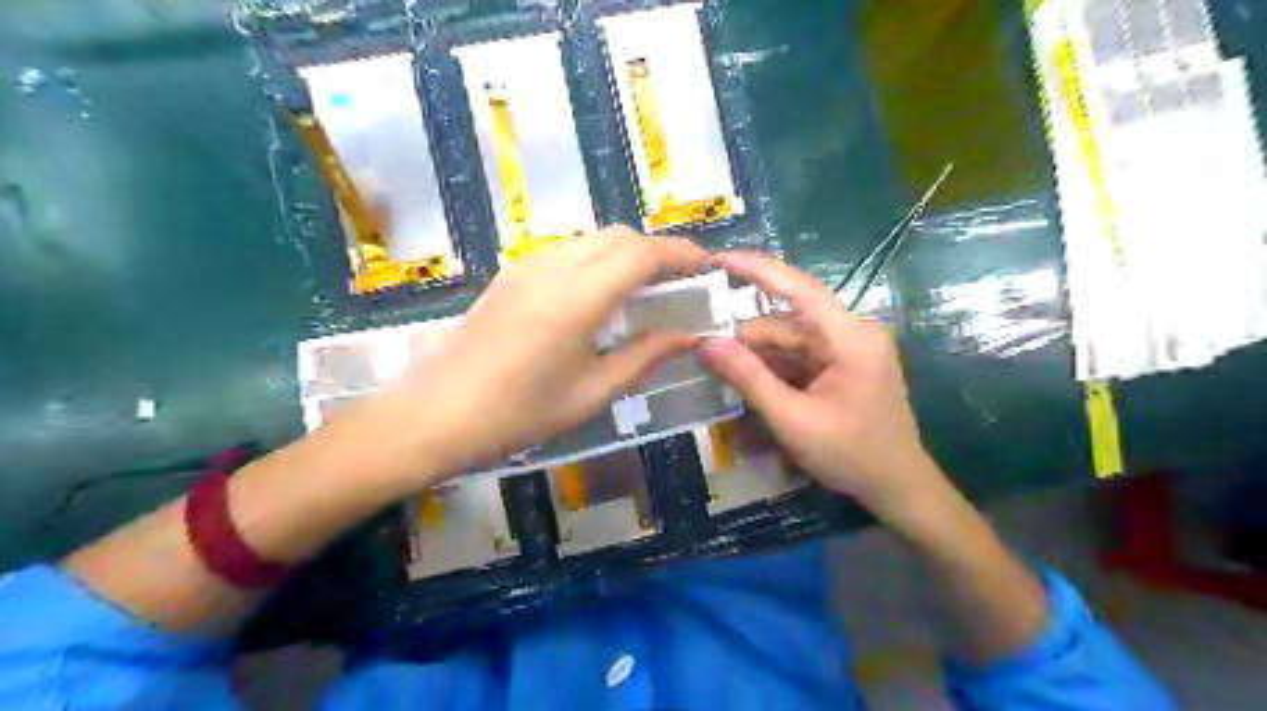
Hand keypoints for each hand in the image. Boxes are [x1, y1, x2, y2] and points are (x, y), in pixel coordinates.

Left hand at [385, 229, 708, 477]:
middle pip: (618, 235)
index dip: (681, 254)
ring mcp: (527, 267)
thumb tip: (689, 336)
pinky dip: (597, 261)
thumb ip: (644, 356)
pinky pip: (566, 253)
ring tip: (645, 289)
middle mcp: (555, 267)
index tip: (707, 267)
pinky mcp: (510, 276)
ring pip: (591, 240)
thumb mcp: (592, 393)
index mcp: (580, 297)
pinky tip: (600, 296)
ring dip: (625, 253)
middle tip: (679, 281)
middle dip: (656, 250)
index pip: (643, 254)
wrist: (435, 415)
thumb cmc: (519, 414)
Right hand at [696, 249, 943, 522]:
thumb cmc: (852, 455)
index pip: (798, 287)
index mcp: (850, 337)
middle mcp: (851, 333)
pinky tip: (748, 384)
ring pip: (789, 341)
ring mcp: (848, 350)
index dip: (755, 269)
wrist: (898, 488)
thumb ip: (749, 379)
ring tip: (720, 373)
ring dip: (757, 357)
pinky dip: (773, 369)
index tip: (716, 259)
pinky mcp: (842, 366)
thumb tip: (706, 343)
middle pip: (786, 321)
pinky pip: (799, 358)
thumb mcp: (793, 420)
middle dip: (745, 336)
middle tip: (702, 350)